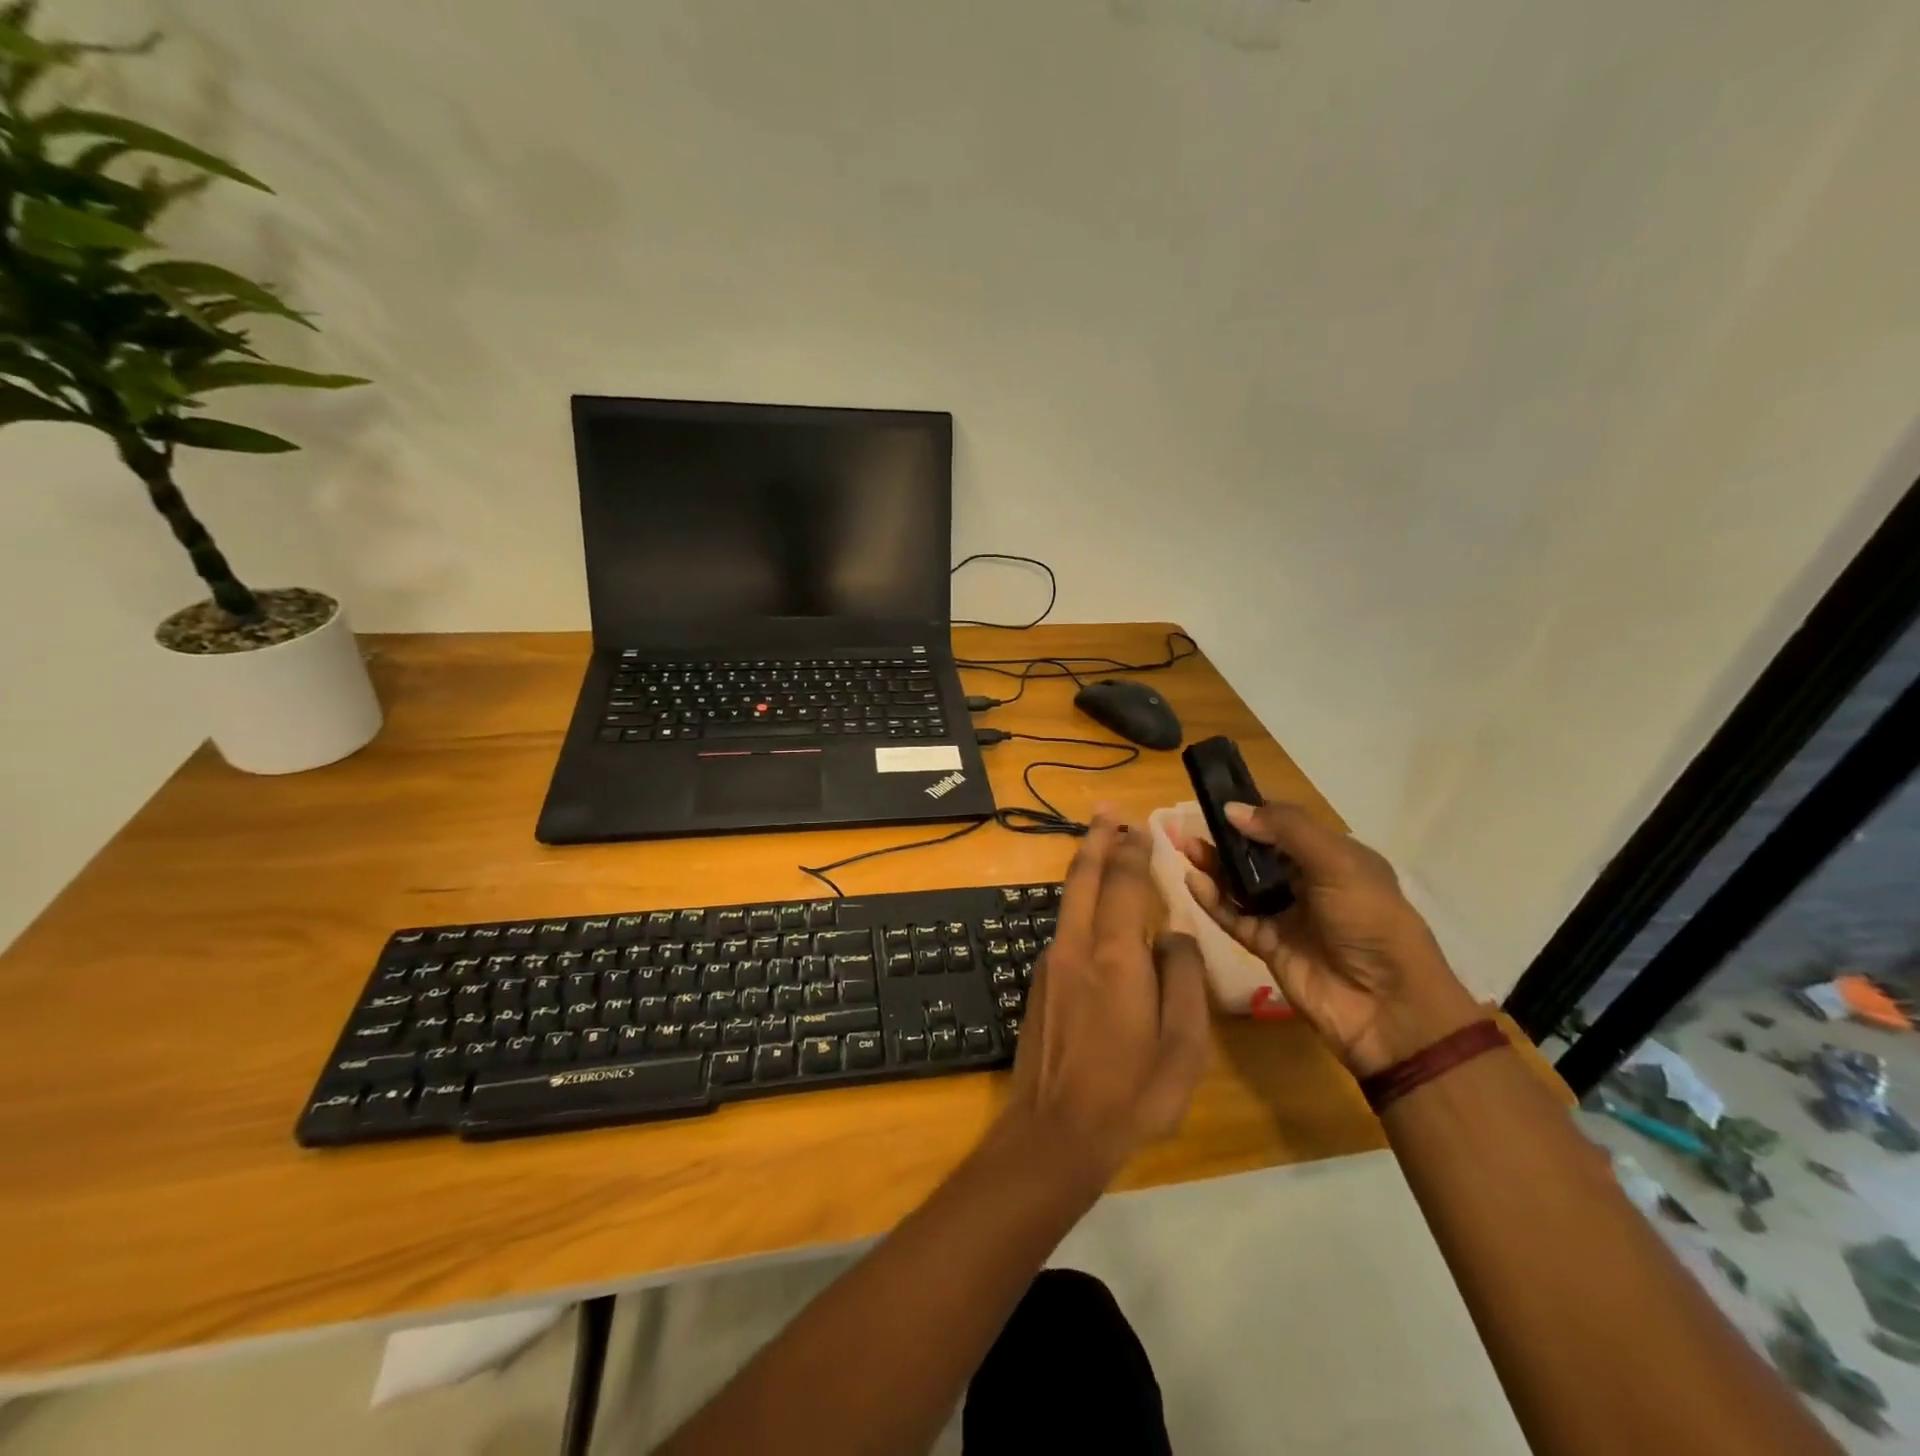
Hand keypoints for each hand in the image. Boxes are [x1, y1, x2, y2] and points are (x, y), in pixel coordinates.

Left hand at [1004, 815, 1212, 1186]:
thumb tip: (1176, 936)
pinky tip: (1095, 910)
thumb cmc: (1131, 1094)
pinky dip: (1081, 903)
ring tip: (1102, 845)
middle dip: (1098, 839)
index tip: (1142, 827)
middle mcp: (1076, 946)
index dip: (1135, 852)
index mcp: (1116, 957)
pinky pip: (1065, 927)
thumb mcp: (1184, 1047)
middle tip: (1107, 810)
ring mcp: (1051, 961)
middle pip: (1084, 878)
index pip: (1126, 885)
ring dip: (1086, 867)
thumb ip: (1183, 980)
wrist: (1054, 1131)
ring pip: (1069, 899)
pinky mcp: (1040, 980)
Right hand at [1180, 801, 1479, 1077]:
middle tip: (1190, 823)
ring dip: (1214, 865)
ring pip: (1240, 884)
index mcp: (1334, 857)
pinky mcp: (1267, 945)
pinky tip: (1193, 882)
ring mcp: (1286, 915)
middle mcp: (1308, 882)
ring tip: (1185, 847)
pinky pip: (1234, 916)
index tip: (1217, 797)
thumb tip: (1231, 809)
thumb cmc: (1370, 921)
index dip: (1254, 811)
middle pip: (1257, 854)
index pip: (1286, 825)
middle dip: (1226, 838)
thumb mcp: (1337, 863)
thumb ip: (1286, 830)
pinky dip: (1213, 900)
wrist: (1387, 1007)